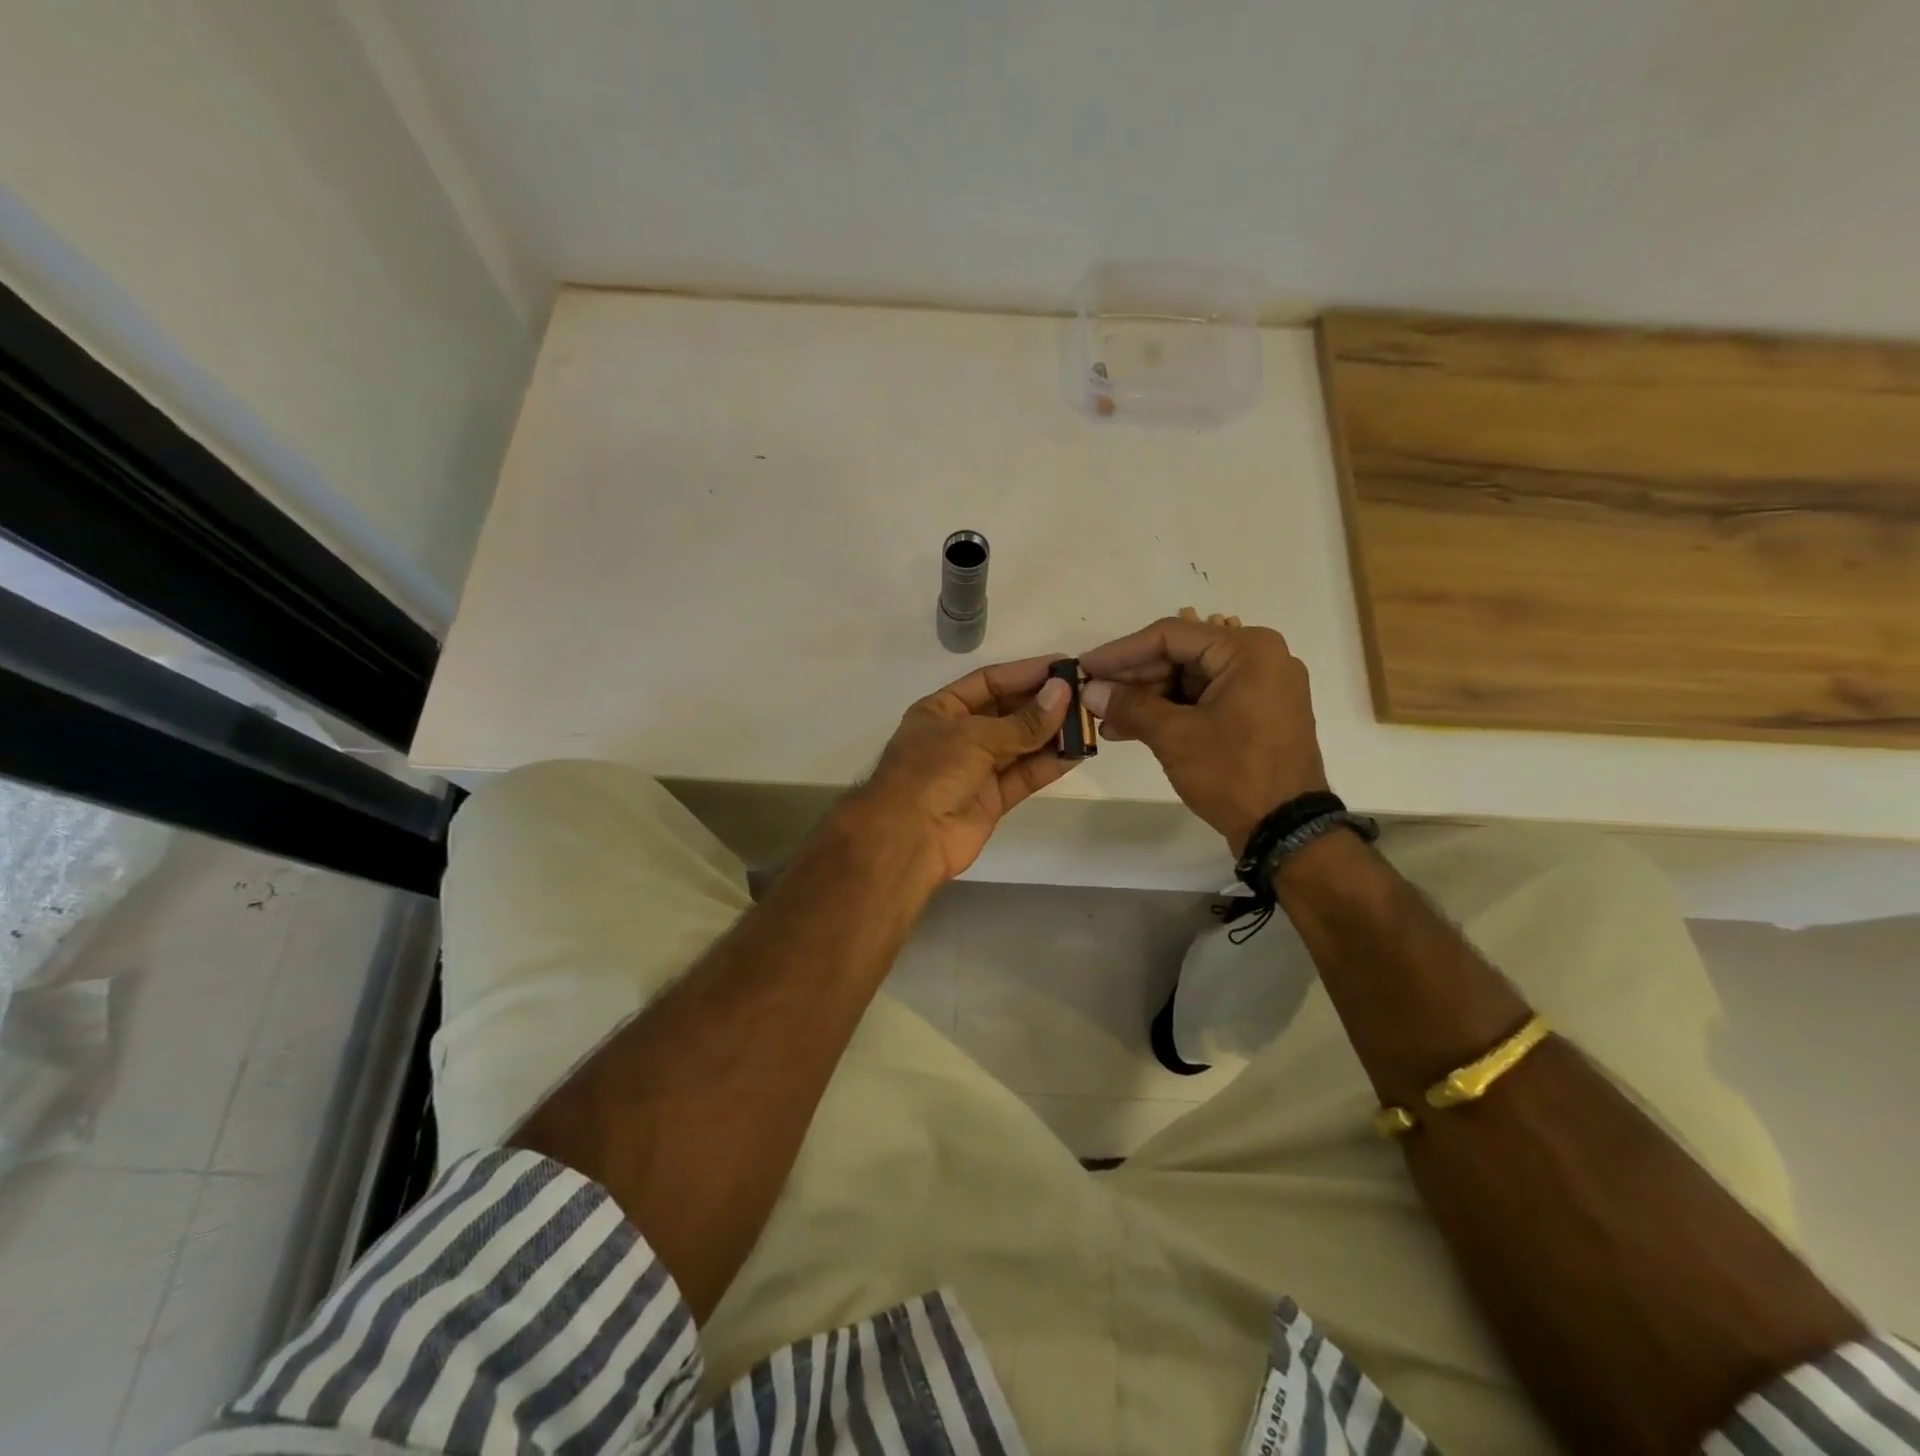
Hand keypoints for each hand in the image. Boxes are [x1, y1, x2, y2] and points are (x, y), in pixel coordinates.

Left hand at [849, 654, 1079, 881]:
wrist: (907, 839)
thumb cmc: (930, 772)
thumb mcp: (974, 737)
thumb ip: (1023, 721)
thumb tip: (1063, 692)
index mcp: (942, 710)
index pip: (988, 682)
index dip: (1025, 673)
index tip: (1063, 666)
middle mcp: (959, 736)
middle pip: (1008, 712)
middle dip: (1043, 704)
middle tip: (1085, 694)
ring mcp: (976, 769)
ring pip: (1020, 745)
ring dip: (1052, 734)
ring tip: (1088, 721)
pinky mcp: (992, 799)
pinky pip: (1025, 776)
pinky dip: (1049, 764)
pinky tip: (1077, 752)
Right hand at [1080, 613, 1329, 854]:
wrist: (1286, 829)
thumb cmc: (1234, 773)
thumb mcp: (1175, 737)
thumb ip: (1129, 706)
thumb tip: (1089, 689)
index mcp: (1247, 650)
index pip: (1171, 636)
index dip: (1121, 651)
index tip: (1086, 666)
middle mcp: (1259, 658)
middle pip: (1180, 656)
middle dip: (1132, 679)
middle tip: (1092, 694)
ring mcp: (1260, 687)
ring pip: (1188, 681)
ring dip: (1146, 699)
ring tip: (1104, 718)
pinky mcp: (1255, 714)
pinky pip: (1203, 701)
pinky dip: (1169, 713)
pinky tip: (1129, 729)